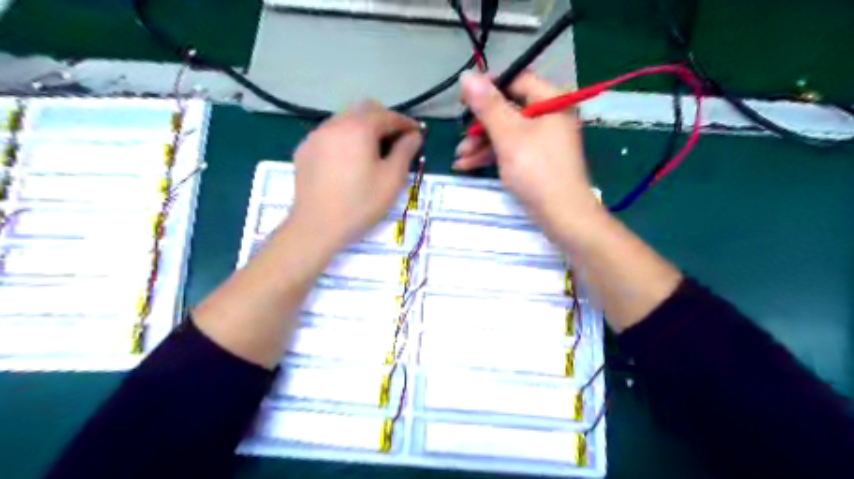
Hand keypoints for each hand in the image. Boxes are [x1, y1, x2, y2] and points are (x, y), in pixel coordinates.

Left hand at [287, 102, 423, 254]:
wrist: (316, 227)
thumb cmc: (360, 204)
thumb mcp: (392, 180)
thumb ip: (405, 152)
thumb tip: (414, 136)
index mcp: (358, 128)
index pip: (387, 116)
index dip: (406, 123)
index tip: (418, 134)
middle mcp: (335, 124)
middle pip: (364, 109)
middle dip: (384, 120)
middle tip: (396, 140)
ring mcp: (315, 136)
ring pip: (345, 120)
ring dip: (363, 128)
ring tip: (372, 151)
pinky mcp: (304, 150)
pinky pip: (330, 134)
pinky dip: (345, 139)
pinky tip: (348, 161)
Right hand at [453, 71, 599, 239]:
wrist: (562, 215)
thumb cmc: (537, 170)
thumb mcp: (509, 136)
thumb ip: (488, 106)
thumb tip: (466, 75)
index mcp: (551, 101)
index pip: (517, 80)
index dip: (489, 87)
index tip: (463, 99)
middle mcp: (549, 116)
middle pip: (508, 110)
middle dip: (480, 126)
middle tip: (460, 137)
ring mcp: (543, 140)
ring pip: (506, 133)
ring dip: (481, 144)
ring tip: (459, 158)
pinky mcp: (537, 160)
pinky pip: (511, 149)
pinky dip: (491, 156)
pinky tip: (468, 165)